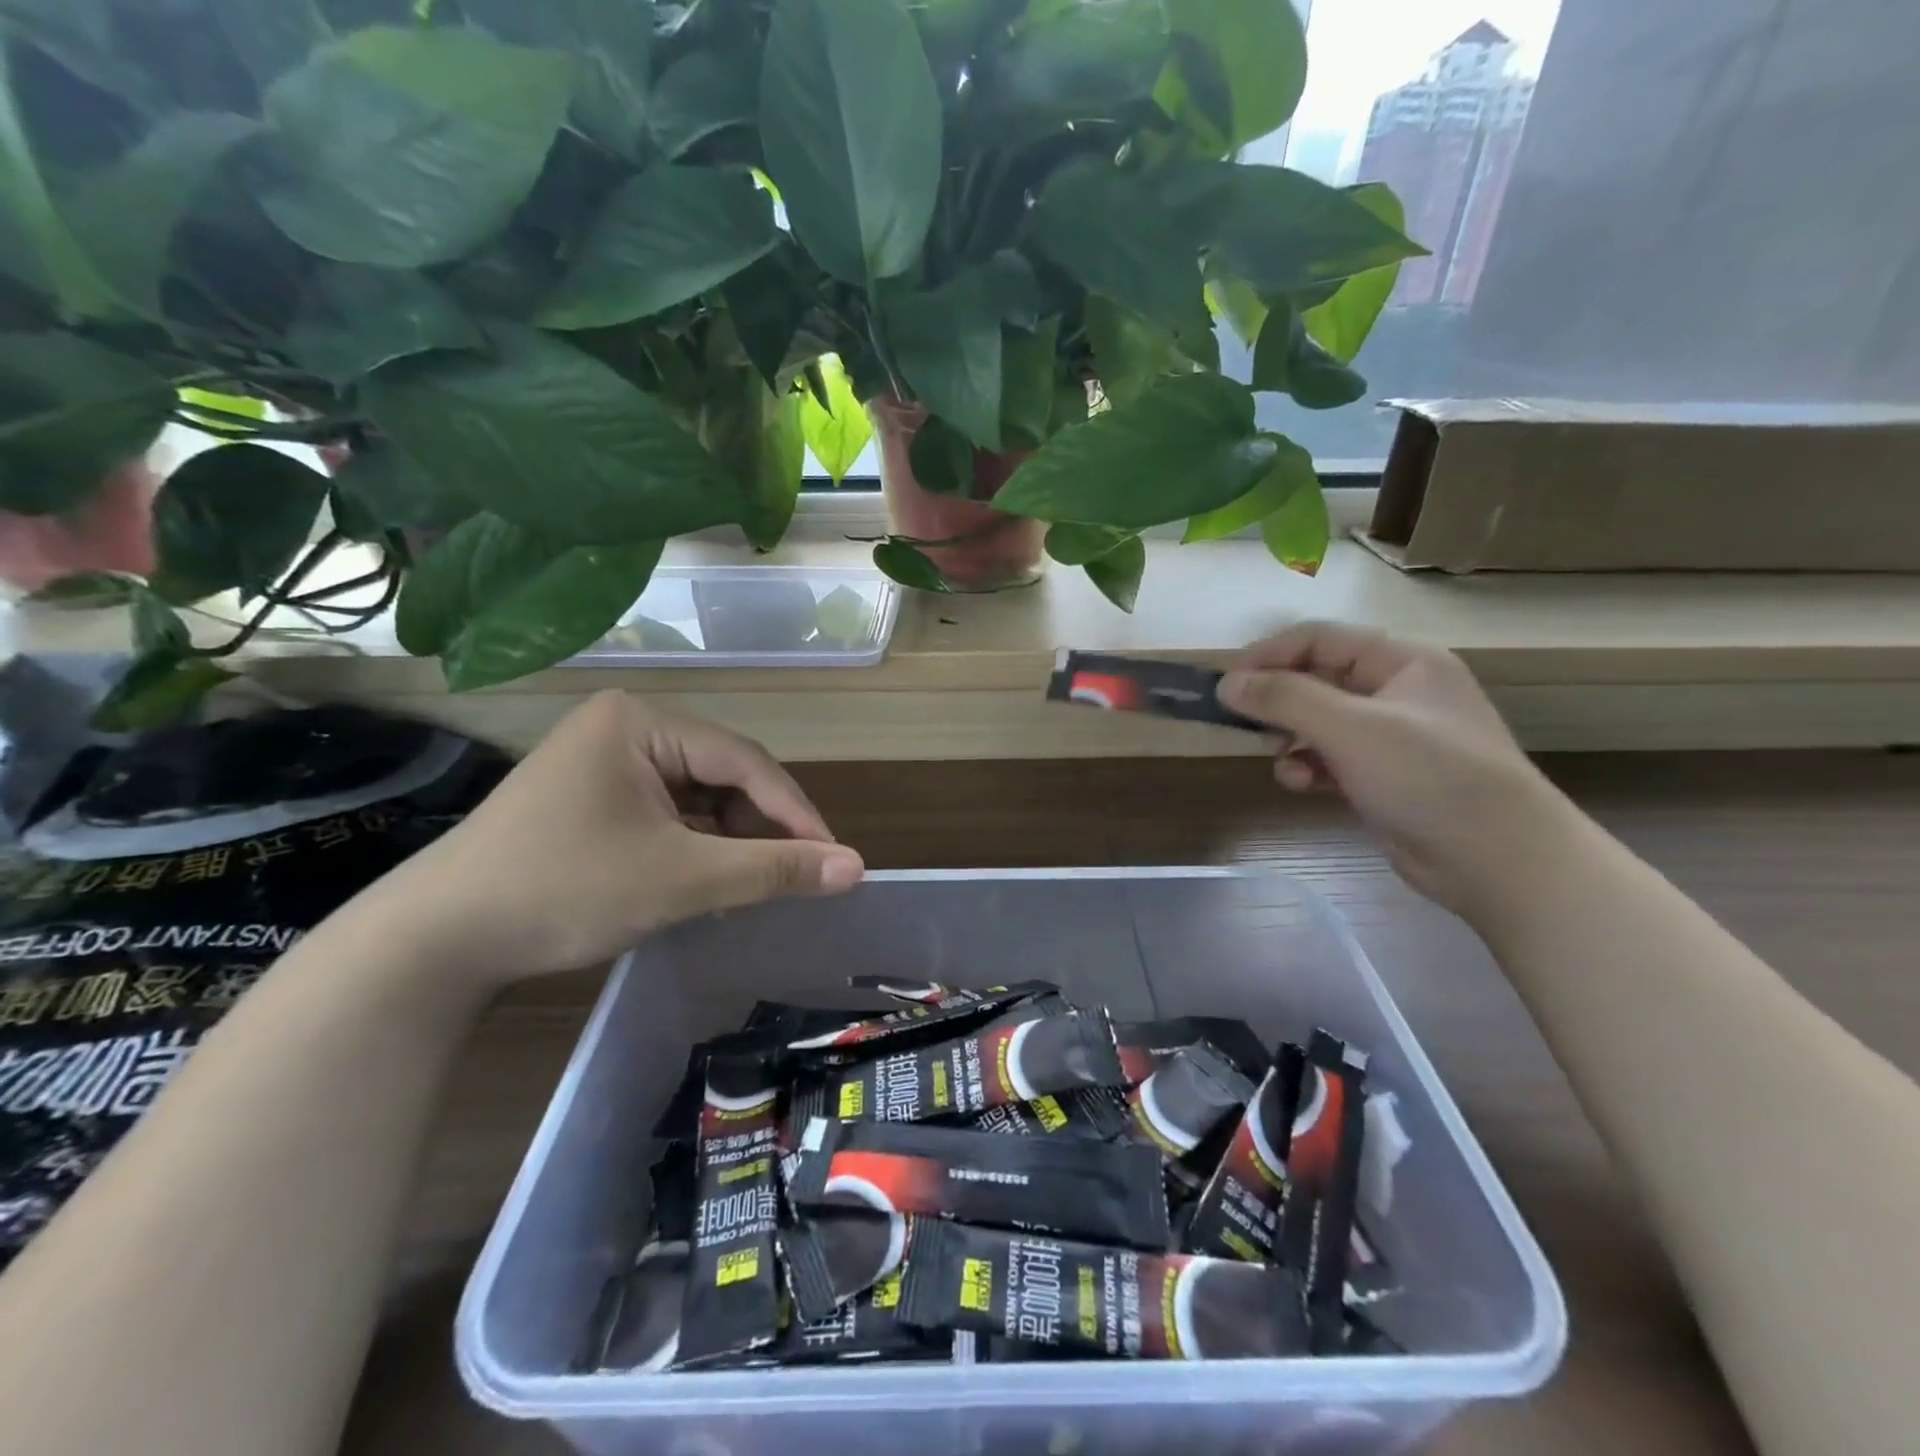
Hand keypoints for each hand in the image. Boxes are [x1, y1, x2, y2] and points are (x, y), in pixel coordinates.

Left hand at [375, 692, 863, 983]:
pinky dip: (695, 847)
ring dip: (731, 840)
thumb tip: (857, 868)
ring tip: (759, 884)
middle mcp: (624, 728)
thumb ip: (774, 870)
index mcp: (641, 722)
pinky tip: (710, 880)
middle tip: (799, 876)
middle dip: (761, 828)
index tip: (835, 859)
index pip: (744, 761)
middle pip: (721, 775)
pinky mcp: (591, 798)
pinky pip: (666, 814)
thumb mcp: (681, 879)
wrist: (432, 944)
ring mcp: (603, 762)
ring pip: (697, 798)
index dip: (796, 812)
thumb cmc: (564, 891)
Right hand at [1217, 624, 1575, 917]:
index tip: (1226, 684)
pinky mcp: (1383, 777)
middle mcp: (1398, 692)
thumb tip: (1226, 684)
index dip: (1269, 655)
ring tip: (1279, 759)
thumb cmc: (1429, 776)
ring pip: (1319, 723)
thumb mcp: (1351, 728)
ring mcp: (1392, 738)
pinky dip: (1309, 768)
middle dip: (1278, 701)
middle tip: (1244, 724)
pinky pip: (1330, 759)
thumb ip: (1285, 699)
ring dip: (1290, 738)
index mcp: (1403, 663)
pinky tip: (1301, 785)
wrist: (1499, 861)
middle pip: (1317, 680)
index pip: (1320, 639)